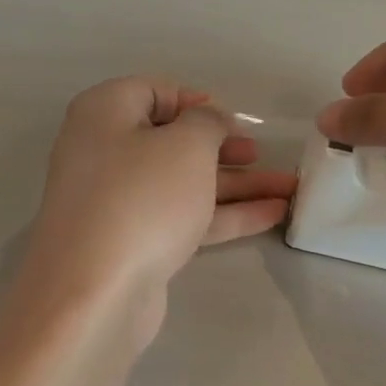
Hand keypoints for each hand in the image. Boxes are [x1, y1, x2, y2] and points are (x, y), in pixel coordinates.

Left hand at [18, 78, 296, 341]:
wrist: (95, 293)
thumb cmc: (142, 198)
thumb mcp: (186, 145)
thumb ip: (208, 123)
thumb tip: (209, 121)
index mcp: (104, 114)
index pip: (152, 92)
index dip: (194, 100)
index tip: (231, 119)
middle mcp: (105, 153)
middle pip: (172, 141)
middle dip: (223, 147)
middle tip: (259, 153)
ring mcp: (119, 202)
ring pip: (184, 183)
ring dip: (236, 184)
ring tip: (289, 188)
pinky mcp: (134, 242)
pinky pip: (184, 217)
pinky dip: (225, 214)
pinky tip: (272, 214)